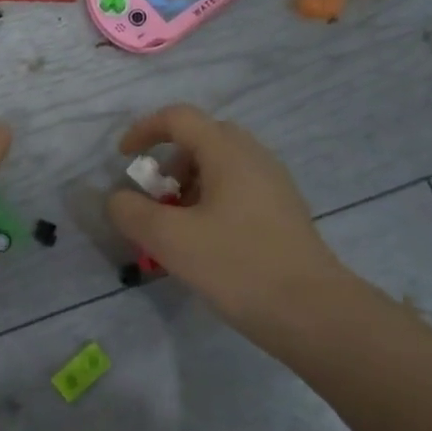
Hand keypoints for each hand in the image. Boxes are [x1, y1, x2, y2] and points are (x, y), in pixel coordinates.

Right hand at [106, 104, 355, 345]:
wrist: (313, 312)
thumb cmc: (237, 265)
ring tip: (177, 226)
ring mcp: (274, 184)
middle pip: (202, 139)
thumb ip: (132, 212)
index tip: (124, 159)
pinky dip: (211, 201)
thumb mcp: (170, 239)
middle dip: (169, 162)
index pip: (179, 118)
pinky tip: (206, 243)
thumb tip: (118, 198)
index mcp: (228, 152)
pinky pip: (238, 189)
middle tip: (155, 197)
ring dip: (190, 185)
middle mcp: (254, 157)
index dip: (144, 130)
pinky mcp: (284, 212)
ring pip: (221, 166)